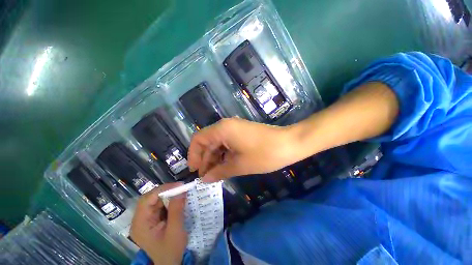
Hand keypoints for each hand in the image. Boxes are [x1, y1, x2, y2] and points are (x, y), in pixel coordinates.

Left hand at [130, 183, 186, 264]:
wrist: (169, 263)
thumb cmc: (171, 250)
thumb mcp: (175, 230)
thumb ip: (177, 209)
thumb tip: (181, 190)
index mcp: (140, 224)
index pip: (146, 200)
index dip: (162, 190)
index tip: (179, 185)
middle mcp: (139, 220)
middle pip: (149, 198)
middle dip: (165, 191)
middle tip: (181, 188)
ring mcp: (145, 219)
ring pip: (155, 200)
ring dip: (168, 195)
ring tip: (180, 192)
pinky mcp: (151, 219)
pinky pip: (159, 205)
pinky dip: (168, 200)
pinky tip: (177, 200)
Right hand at [188, 117, 294, 181]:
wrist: (289, 143)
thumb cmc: (264, 154)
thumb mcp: (239, 165)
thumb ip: (219, 171)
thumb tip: (205, 179)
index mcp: (222, 129)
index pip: (198, 139)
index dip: (193, 155)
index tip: (195, 171)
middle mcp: (226, 125)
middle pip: (207, 141)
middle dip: (205, 159)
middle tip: (206, 177)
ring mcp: (235, 128)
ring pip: (217, 143)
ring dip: (214, 157)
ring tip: (215, 174)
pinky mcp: (241, 132)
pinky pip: (227, 143)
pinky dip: (223, 154)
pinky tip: (225, 166)